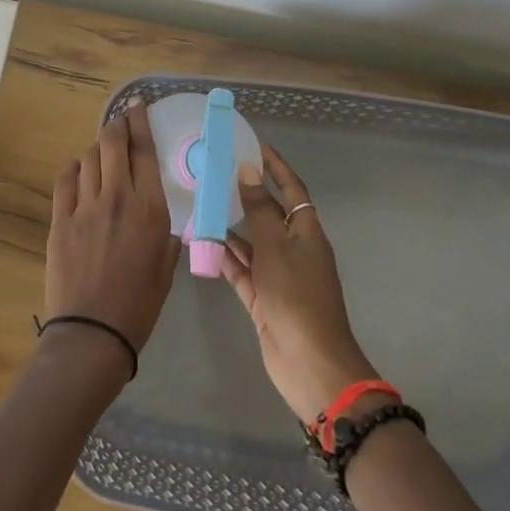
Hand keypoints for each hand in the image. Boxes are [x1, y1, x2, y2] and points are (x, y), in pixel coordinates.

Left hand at [44, 103, 177, 354]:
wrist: (94, 331)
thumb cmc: (139, 305)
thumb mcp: (166, 268)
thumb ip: (164, 235)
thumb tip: (159, 220)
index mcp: (150, 209)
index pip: (144, 151)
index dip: (140, 123)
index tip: (138, 107)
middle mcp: (117, 198)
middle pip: (112, 143)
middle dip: (117, 125)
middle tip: (120, 120)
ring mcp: (85, 206)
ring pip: (88, 157)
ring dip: (96, 149)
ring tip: (101, 153)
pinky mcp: (60, 219)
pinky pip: (64, 179)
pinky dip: (73, 168)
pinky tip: (77, 171)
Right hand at [221, 146, 380, 420]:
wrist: (310, 363)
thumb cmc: (297, 297)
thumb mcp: (275, 247)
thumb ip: (259, 210)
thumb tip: (250, 171)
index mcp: (307, 233)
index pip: (293, 190)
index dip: (277, 168)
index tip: (255, 147)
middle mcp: (294, 250)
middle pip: (269, 215)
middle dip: (246, 196)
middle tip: (214, 175)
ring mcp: (278, 276)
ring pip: (251, 244)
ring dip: (229, 228)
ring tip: (199, 206)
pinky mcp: (263, 299)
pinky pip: (241, 270)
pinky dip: (224, 258)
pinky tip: (201, 244)